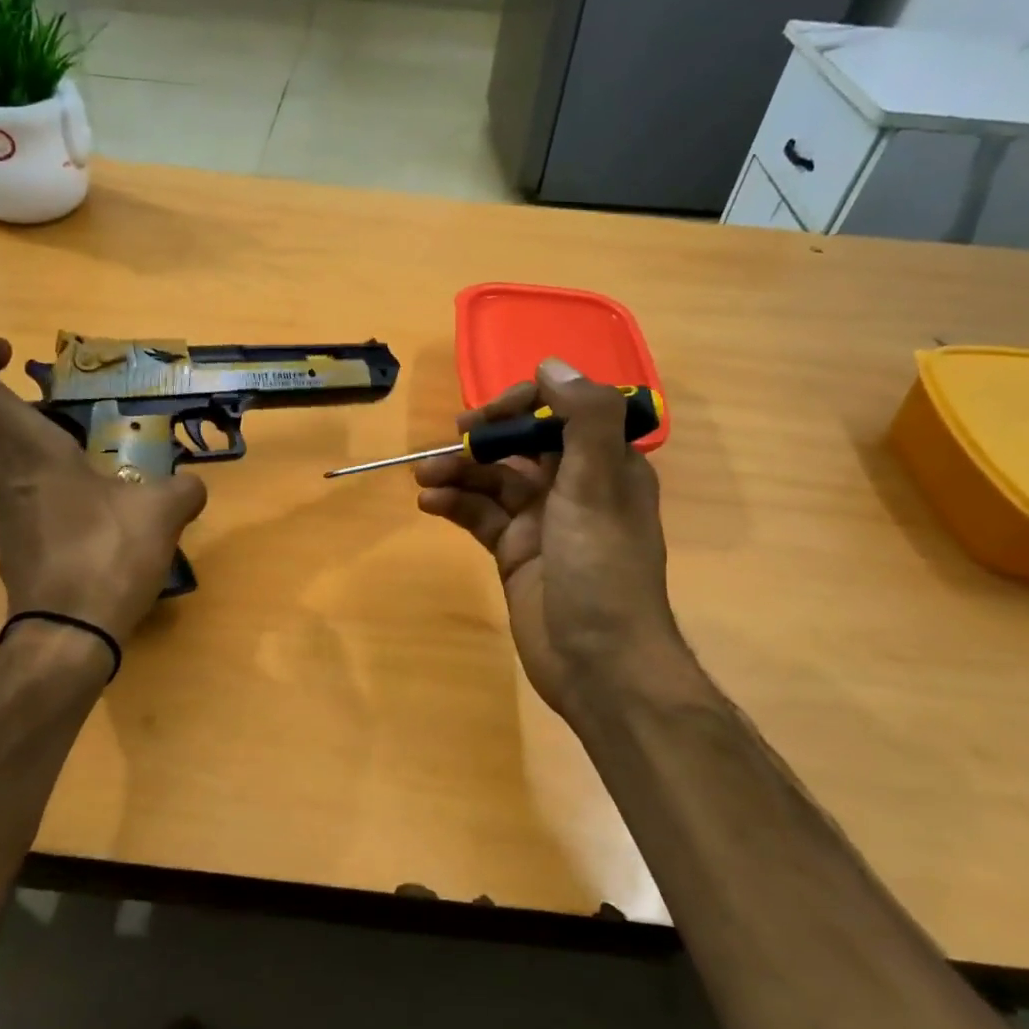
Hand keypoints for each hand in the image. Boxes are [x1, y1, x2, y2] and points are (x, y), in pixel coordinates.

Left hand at [0, 339, 207, 642]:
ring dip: (20, 458)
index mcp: (32, 455)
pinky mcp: (16, 552)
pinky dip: (43, 498)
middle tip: (30, 413)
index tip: (7, 351)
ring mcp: (5, 520)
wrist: (71, 634)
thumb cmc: (107, 555)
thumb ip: (181, 490)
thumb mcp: (162, 514)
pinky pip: (19, 509)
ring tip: (83, 465)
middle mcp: (6, 481)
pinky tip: (91, 513)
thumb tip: (190, 486)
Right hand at [415, 359, 678, 720]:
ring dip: (460, 474)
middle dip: (484, 441)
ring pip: (494, 482)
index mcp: (605, 465)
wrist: (600, 665)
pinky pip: (481, 517)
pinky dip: (456, 506)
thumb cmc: (602, 569)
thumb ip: (584, 419)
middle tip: (450, 443)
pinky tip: (430, 505)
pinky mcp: (515, 553)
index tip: (489, 414)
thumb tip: (552, 363)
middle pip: (521, 447)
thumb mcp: (599, 486)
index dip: (524, 405)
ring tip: (423, 477)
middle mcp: (575, 487)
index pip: (561, 414)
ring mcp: (542, 522)